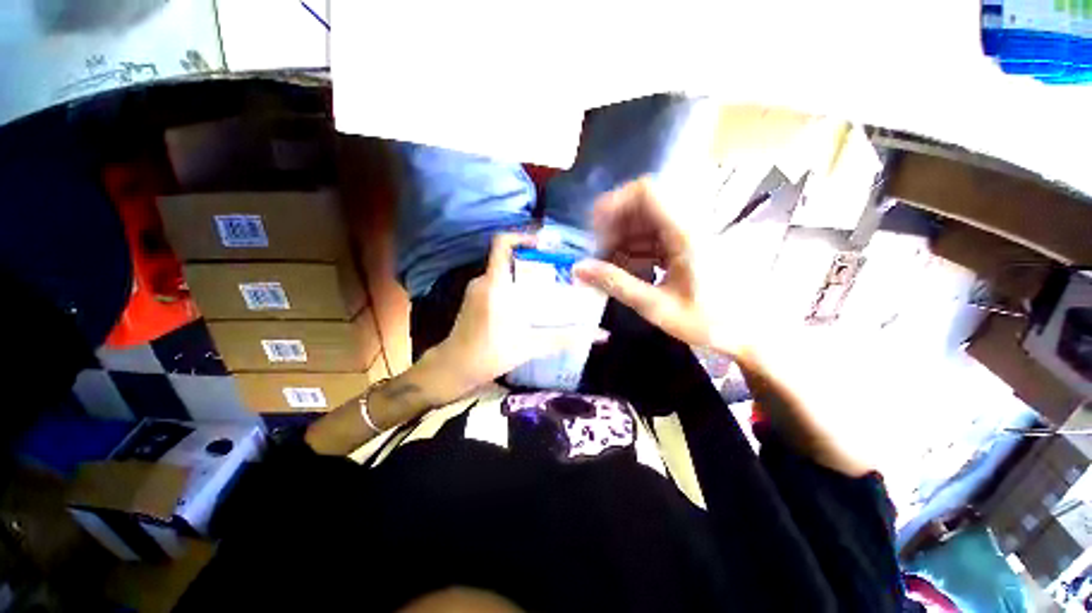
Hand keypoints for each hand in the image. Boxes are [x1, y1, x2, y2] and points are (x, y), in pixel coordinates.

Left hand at [431, 233, 605, 394]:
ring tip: (549, 286)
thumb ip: (564, 339)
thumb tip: (601, 336)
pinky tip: (530, 302)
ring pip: (505, 271)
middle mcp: (483, 280)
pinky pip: (498, 282)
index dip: (524, 236)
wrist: (453, 368)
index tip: (547, 245)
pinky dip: (515, 285)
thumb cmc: (488, 354)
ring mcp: (476, 288)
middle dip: (534, 260)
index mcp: (494, 285)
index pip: (502, 244)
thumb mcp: (530, 346)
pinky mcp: (475, 298)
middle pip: (510, 257)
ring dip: (525, 274)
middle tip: (559, 270)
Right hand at [574, 178, 734, 352]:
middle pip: (642, 207)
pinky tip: (627, 272)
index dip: (615, 202)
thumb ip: (616, 285)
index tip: (593, 228)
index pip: (647, 192)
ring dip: (622, 241)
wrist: (754, 334)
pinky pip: (654, 239)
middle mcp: (687, 226)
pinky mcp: (688, 247)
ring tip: (608, 268)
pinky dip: (635, 251)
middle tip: (598, 255)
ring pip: (646, 224)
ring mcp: (688, 236)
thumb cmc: (711, 322)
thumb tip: (579, 269)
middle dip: (614, 227)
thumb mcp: (657, 307)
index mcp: (684, 234)